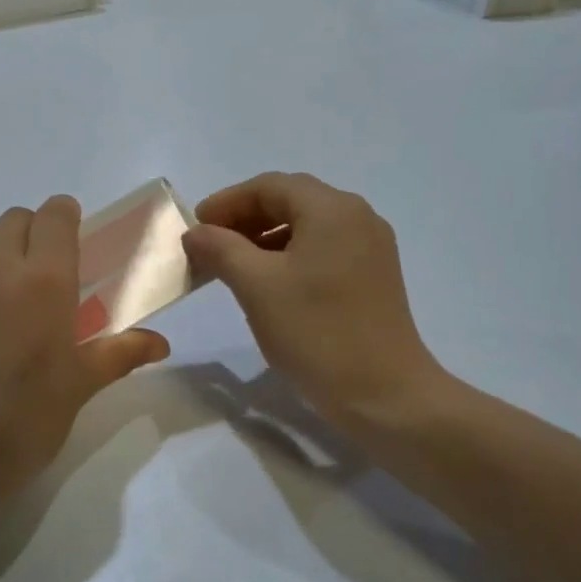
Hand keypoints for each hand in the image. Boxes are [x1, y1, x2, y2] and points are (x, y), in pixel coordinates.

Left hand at [0, 196, 169, 501]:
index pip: (55, 215)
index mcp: (44, 279)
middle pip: (13, 220)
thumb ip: (120, 354)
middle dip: (27, 238)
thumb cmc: (19, 422)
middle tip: (29, 282)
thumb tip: (161, 343)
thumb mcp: (78, 388)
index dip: (63, 218)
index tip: (66, 238)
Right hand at [182, 173, 447, 434]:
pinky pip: (324, 249)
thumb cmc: (317, 333)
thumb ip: (221, 249)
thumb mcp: (257, 286)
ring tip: (232, 265)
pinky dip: (290, 256)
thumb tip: (196, 232)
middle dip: (245, 219)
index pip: (269, 186)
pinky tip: (269, 283)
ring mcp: (371, 246)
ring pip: (307, 226)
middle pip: (291, 200)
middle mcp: (357, 216)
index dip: (226, 202)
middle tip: (209, 245)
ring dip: (265, 238)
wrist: (385, 395)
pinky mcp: (374, 275)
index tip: (195, 228)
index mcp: (332, 208)